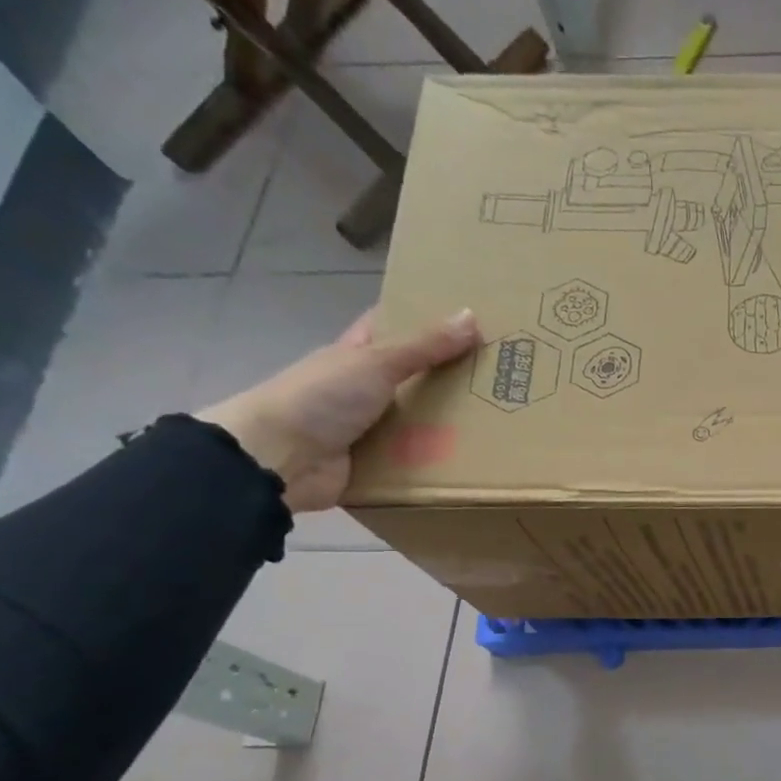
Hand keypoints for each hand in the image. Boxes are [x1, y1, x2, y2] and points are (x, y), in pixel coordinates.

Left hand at [198, 307, 478, 513]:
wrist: (278, 460)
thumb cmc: (320, 398)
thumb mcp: (375, 363)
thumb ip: (424, 345)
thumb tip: (471, 315)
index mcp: (357, 355)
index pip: (393, 328)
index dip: (425, 320)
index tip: (468, 319)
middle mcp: (364, 389)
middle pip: (416, 378)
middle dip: (453, 379)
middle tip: (502, 377)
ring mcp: (371, 429)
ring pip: (420, 422)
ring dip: (452, 425)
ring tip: (500, 422)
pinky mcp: (378, 465)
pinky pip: (416, 460)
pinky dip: (439, 462)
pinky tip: (476, 461)